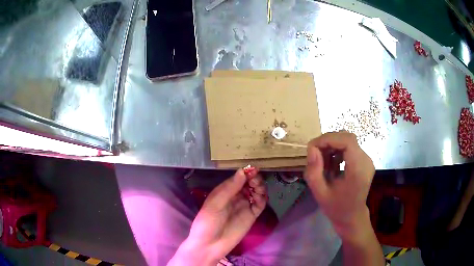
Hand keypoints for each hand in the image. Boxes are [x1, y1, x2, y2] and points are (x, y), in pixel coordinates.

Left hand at [169, 168, 267, 265]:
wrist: (210, 245)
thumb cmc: (207, 222)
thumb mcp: (215, 204)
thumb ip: (230, 188)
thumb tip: (242, 171)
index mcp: (224, 191)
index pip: (238, 178)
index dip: (246, 172)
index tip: (253, 169)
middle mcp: (236, 196)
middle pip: (249, 183)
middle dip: (254, 179)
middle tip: (255, 181)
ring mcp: (244, 206)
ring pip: (256, 192)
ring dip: (259, 187)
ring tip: (257, 188)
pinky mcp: (251, 216)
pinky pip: (260, 204)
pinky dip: (262, 198)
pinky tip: (260, 196)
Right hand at [304, 132, 374, 237]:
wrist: (352, 216)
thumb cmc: (336, 208)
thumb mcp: (320, 194)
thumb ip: (314, 171)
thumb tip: (312, 148)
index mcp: (358, 170)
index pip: (347, 141)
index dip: (329, 139)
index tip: (312, 147)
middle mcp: (366, 161)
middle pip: (347, 138)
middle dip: (328, 142)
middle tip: (314, 155)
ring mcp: (367, 160)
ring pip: (348, 141)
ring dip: (332, 146)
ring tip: (322, 162)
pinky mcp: (365, 160)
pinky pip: (350, 147)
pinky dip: (338, 151)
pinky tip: (332, 165)